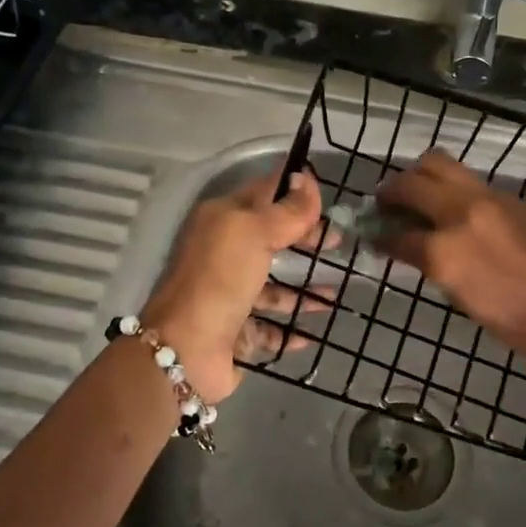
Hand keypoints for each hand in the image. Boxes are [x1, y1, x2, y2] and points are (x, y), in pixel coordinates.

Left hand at [142, 166, 329, 401]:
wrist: (186, 349)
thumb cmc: (220, 279)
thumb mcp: (255, 232)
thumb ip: (286, 209)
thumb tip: (304, 177)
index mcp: (222, 221)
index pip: (265, 193)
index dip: (295, 191)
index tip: (330, 195)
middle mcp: (223, 254)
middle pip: (271, 239)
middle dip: (305, 240)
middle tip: (339, 243)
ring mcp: (229, 294)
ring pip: (273, 287)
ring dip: (303, 290)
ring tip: (335, 294)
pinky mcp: (236, 331)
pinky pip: (270, 327)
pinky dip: (292, 329)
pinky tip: (314, 332)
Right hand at [379, 150, 525, 366]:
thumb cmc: (515, 322)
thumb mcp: (460, 296)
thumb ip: (432, 264)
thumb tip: (411, 246)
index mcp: (444, 251)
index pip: (396, 234)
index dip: (379, 235)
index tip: (373, 234)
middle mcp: (460, 213)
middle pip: (411, 182)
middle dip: (390, 191)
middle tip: (385, 202)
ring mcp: (487, 198)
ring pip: (439, 163)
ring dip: (419, 175)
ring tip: (417, 193)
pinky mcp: (509, 196)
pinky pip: (468, 179)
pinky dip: (450, 185)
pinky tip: (453, 205)